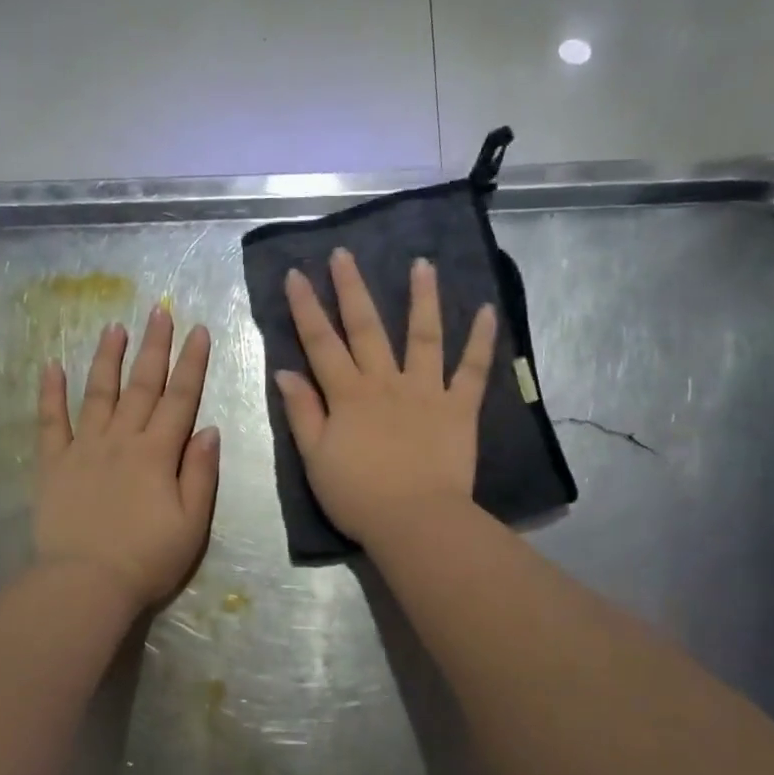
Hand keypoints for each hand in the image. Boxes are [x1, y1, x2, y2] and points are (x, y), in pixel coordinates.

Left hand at [35, 308, 220, 609]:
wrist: (87, 583)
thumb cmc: (148, 559)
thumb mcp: (192, 523)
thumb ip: (200, 474)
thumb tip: (209, 430)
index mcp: (158, 454)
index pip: (180, 399)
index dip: (190, 363)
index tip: (197, 330)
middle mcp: (121, 440)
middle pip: (141, 386)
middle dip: (153, 346)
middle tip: (160, 310)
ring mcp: (83, 449)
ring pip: (98, 393)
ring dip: (108, 358)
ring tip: (114, 326)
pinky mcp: (53, 464)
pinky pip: (50, 422)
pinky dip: (50, 394)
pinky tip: (51, 367)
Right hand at [276, 248, 496, 548]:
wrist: (414, 520)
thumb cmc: (358, 496)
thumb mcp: (315, 458)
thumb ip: (302, 412)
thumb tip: (286, 371)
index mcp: (348, 395)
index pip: (321, 343)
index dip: (306, 308)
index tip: (296, 274)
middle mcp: (386, 382)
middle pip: (367, 328)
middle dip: (352, 289)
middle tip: (345, 254)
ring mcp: (426, 391)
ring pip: (423, 336)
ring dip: (422, 298)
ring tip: (422, 264)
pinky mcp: (459, 408)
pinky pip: (472, 370)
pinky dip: (481, 341)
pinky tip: (488, 311)